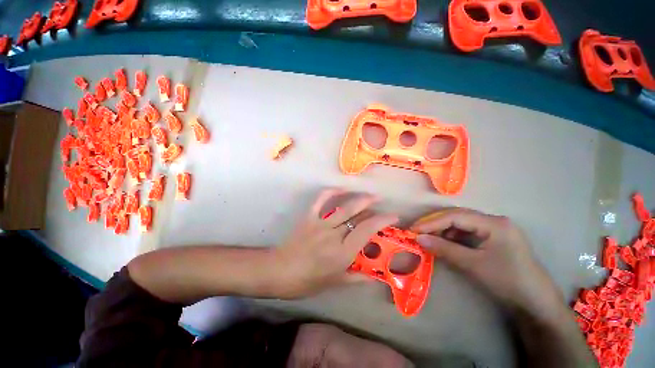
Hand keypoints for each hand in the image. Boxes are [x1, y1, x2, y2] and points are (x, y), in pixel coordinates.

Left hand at [275, 189, 397, 298]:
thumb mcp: (334, 282)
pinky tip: (340, 189)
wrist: (279, 271)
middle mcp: (334, 235)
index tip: (392, 217)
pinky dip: (331, 192)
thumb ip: (356, 278)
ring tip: (370, 195)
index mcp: (342, 253)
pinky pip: (320, 201)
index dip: (382, 221)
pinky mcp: (309, 217)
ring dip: (359, 199)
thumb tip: (374, 278)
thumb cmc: (307, 281)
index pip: (367, 231)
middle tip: (382, 202)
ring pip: (344, 207)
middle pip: (357, 216)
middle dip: (372, 208)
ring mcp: (320, 224)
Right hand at [411, 208, 564, 320]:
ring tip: (428, 237)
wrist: (535, 302)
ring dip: (442, 229)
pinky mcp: (492, 237)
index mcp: (494, 223)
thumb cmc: (508, 281)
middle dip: (435, 223)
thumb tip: (418, 239)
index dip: (432, 222)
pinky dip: (452, 236)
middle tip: (417, 231)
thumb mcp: (473, 265)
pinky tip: (444, 242)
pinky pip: (466, 231)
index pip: (455, 216)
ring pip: (460, 223)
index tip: (414, 230)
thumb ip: (445, 249)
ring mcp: (494, 228)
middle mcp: (493, 220)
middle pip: (457, 216)